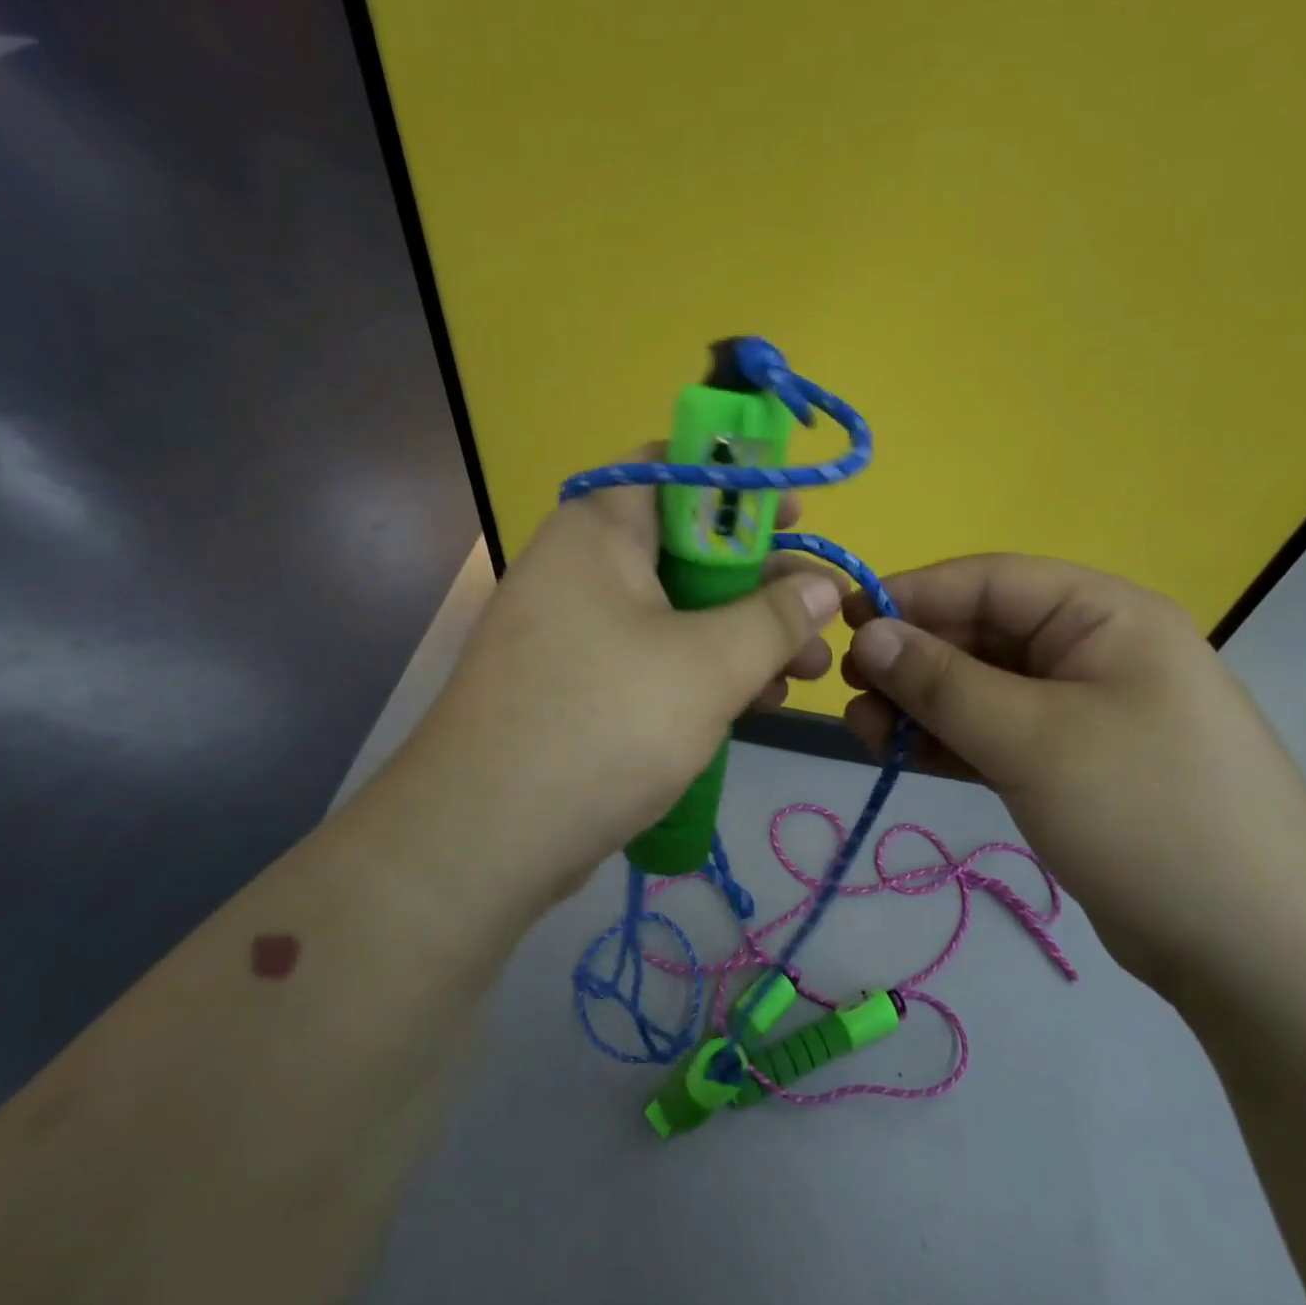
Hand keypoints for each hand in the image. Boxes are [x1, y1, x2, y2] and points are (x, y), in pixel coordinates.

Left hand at [410, 448, 842, 889]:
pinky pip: (652, 654)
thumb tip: (821, 585)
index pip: (674, 467)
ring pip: (675, 609)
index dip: (741, 485)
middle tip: (818, 618)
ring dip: (741, 635)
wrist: (484, 837)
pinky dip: (703, 669)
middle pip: (686, 547)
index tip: (795, 518)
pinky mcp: (576, 680)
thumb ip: (774, 617)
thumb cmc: (605, 722)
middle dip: (760, 583)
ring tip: (805, 674)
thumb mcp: (709, 665)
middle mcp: (581, 564)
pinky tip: (755, 703)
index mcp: (600, 528)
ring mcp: (574, 626)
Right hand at [840, 554, 1305, 995]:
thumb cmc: (1147, 815)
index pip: (990, 581)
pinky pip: (990, 732)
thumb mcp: (1032, 738)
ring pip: (977, 687)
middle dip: (911, 658)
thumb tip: (868, 634)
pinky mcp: (1066, 764)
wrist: (1258, 956)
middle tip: (849, 690)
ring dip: (918, 703)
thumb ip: (941, 681)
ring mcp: (1079, 711)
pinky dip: (944, 739)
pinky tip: (896, 752)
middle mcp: (1091, 651)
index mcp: (1103, 615)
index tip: (846, 621)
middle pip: (979, 634)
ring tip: (862, 729)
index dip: (914, 595)